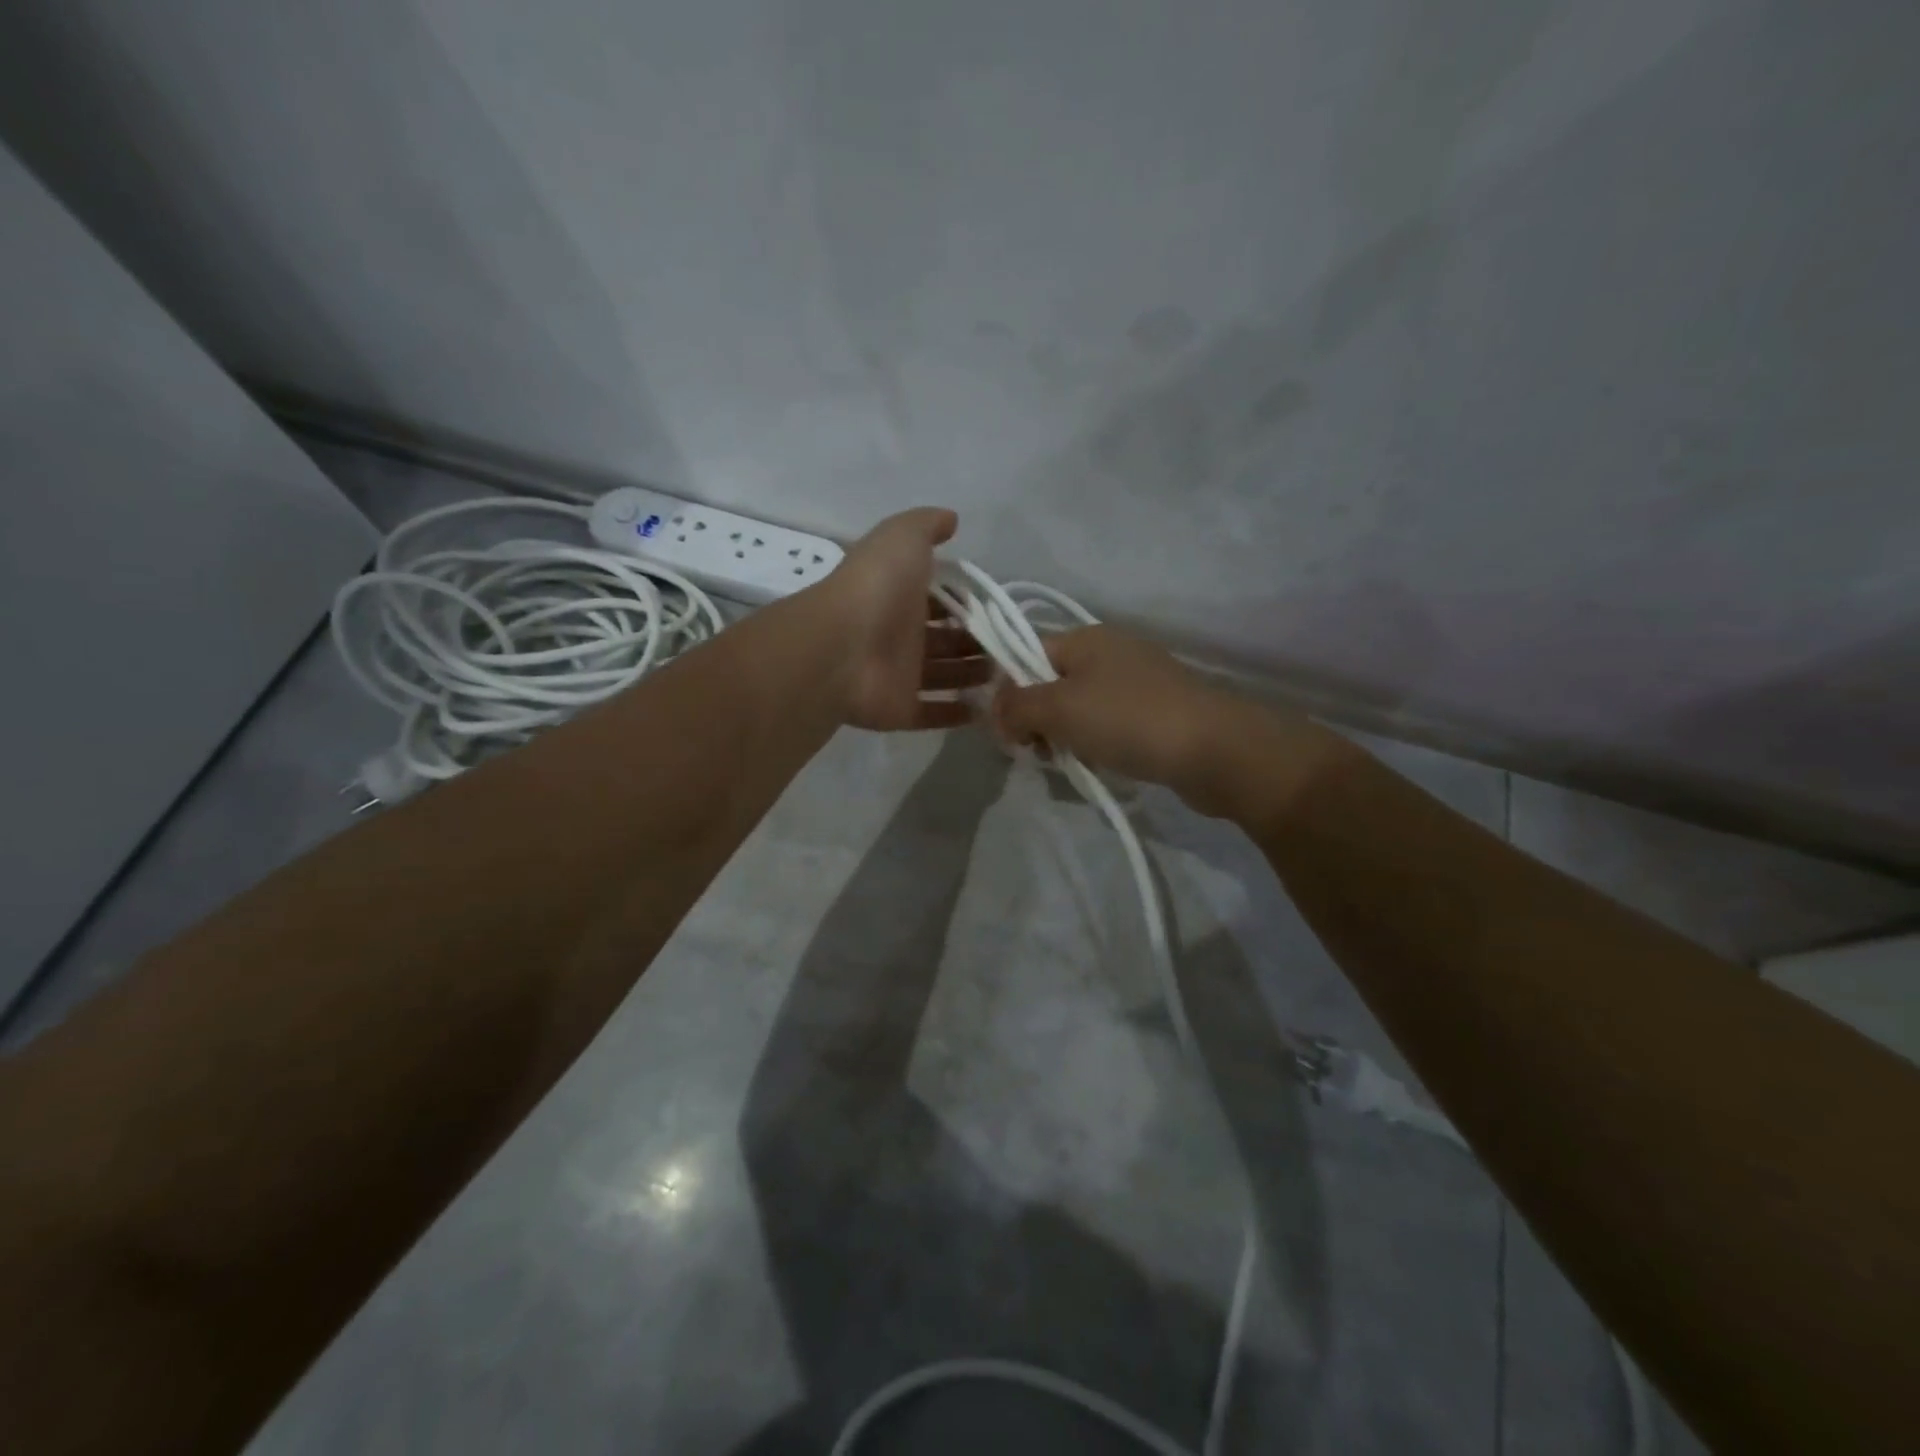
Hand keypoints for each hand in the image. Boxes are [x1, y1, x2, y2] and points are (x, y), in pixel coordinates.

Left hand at [822, 507, 990, 730]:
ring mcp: (899, 675)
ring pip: (945, 676)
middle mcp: (901, 635)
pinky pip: (932, 713)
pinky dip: (957, 713)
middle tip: (1014, 647)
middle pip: (948, 640)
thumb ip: (927, 526)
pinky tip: (987, 710)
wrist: (841, 647)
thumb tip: (951, 519)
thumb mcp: (902, 537)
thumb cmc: (876, 588)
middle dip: (979, 642)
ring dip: (974, 675)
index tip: (1002, 609)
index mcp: (902, 595)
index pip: (942, 599)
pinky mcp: (900, 710)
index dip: (969, 602)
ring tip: (1010, 676)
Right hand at [992, 626, 1342, 816]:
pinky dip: (1097, 744)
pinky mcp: (1157, 712)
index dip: (1008, 691)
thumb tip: (995, 710)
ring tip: (1070, 764)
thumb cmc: (1128, 720)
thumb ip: (1016, 706)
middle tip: (1038, 753)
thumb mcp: (1059, 708)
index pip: (1026, 653)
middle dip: (1037, 720)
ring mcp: (1137, 682)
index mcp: (1085, 637)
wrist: (1215, 749)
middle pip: (1051, 683)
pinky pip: (1109, 725)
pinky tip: (1101, 765)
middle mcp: (1111, 651)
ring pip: (1079, 707)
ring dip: (1066, 737)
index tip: (1008, 733)